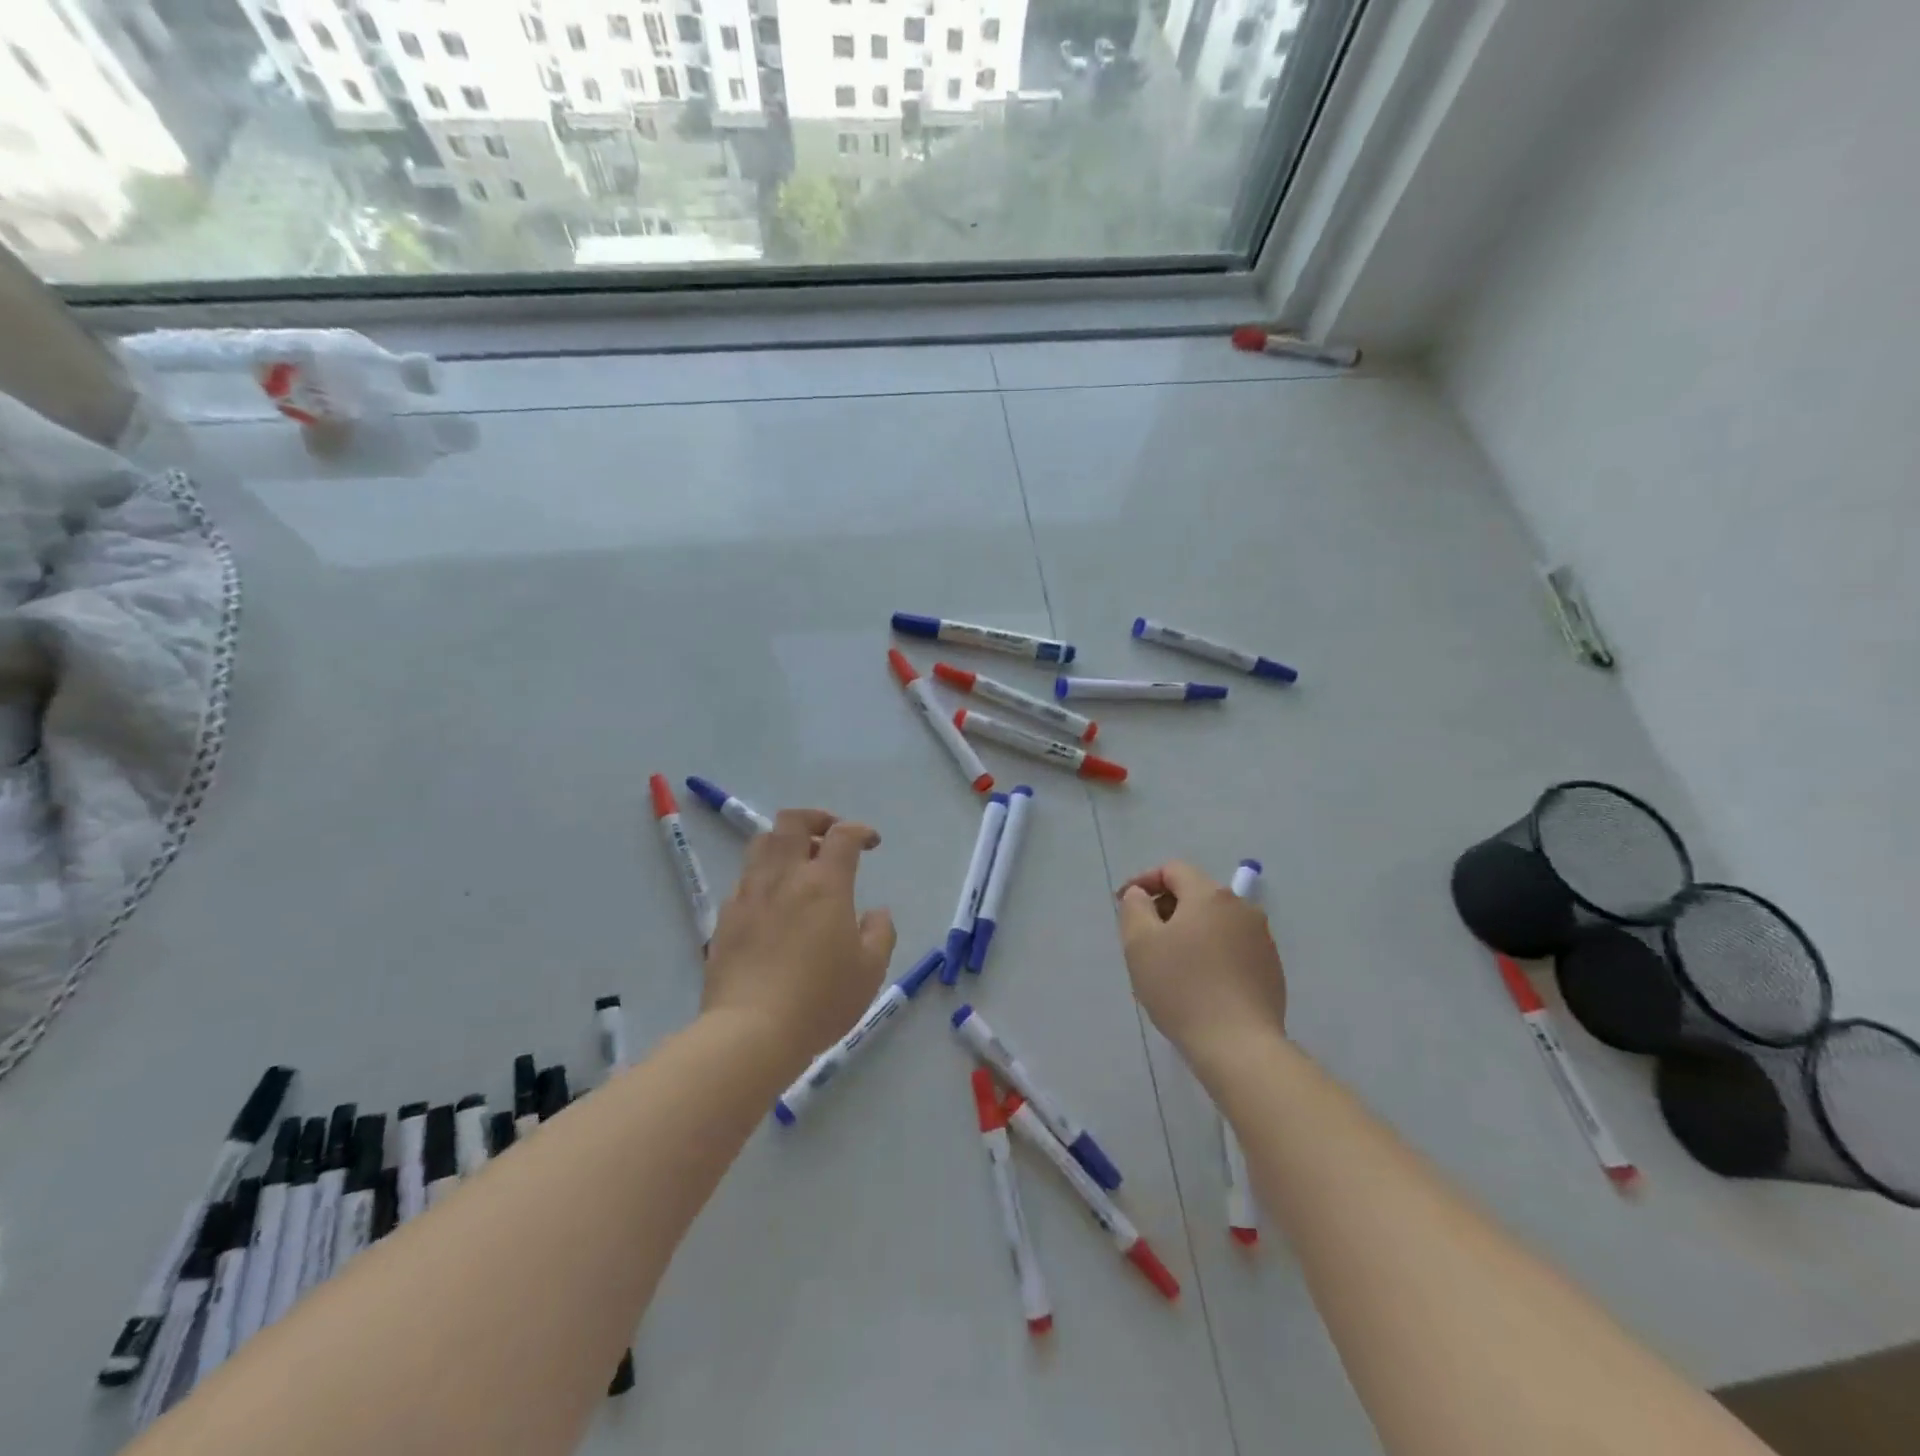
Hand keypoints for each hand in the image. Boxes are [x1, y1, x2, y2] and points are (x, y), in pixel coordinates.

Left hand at [703, 808, 896, 1068]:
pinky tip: (773, 902)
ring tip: (798, 863)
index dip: (860, 831)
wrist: (750, 1032)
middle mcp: (784, 877)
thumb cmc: (820, 1001)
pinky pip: (745, 878)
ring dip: (784, 841)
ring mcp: (749, 894)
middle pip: (792, 821)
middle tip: (830, 836)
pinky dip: (764, 875)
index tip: (871, 843)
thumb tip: (876, 912)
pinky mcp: (725, 916)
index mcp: (825, 884)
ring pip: (762, 843)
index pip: (842, 835)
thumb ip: (880, 933)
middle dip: (816, 819)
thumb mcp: (870, 971)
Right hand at [1117, 861, 1286, 1066]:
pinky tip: (1198, 983)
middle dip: (1166, 908)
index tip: (1123, 904)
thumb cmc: (1182, 988)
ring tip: (1169, 964)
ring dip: (1188, 932)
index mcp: (1210, 895)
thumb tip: (1141, 894)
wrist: (1239, 1046)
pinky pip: (1231, 946)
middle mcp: (1241, 907)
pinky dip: (1210, 952)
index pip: (1173, 870)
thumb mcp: (1140, 943)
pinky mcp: (1271, 968)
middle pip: (1196, 893)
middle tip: (1143, 938)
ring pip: (1214, 921)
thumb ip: (1134, 907)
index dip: (1144, 881)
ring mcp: (1261, 938)